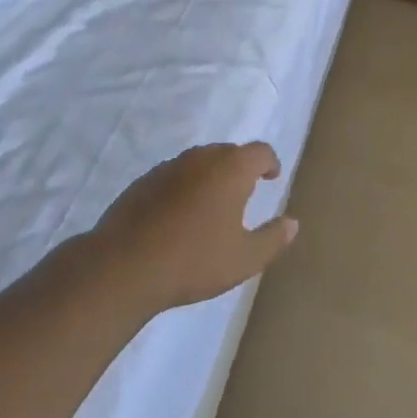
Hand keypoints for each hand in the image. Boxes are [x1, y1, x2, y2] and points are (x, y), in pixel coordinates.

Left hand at [89, 142, 298, 315]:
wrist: (124, 266)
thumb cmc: (193, 261)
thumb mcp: (244, 259)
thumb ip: (272, 239)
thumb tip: (292, 223)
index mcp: (231, 168)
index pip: (260, 151)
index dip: (270, 163)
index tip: (272, 178)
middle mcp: (202, 157)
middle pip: (229, 152)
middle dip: (240, 169)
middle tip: (244, 195)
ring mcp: (169, 166)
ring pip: (199, 163)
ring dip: (210, 177)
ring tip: (212, 206)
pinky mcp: (144, 181)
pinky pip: (174, 176)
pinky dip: (184, 188)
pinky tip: (178, 217)